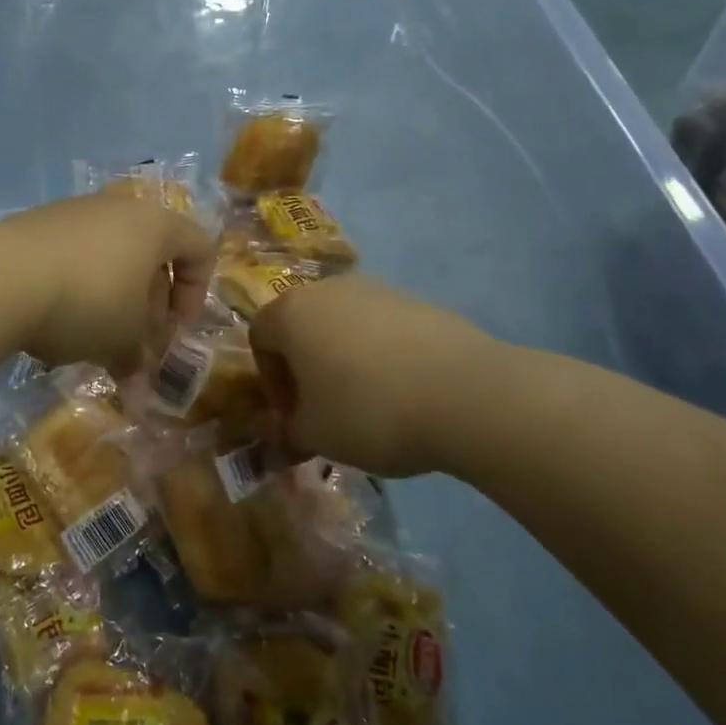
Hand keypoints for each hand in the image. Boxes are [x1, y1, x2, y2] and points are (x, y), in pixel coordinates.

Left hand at [0, 192, 215, 375]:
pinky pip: (74, 257)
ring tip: (94, 340)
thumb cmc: (87, 302)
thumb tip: (140, 394)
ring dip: (112, 302)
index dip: (196, 294)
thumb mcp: (122, 341)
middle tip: (135, 347)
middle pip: (151, 257)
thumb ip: (138, 362)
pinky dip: (77, 288)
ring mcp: (74, 212)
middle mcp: (118, 208)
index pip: (200, 248)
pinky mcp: (37, 224)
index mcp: (155, 226)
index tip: (173, 332)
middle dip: (149, 307)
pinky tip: (57, 322)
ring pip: (110, 259)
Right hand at [249, 274, 494, 476]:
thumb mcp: (315, 435)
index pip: (259, 338)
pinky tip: (404, 391)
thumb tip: (288, 430)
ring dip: (344, 360)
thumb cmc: (368, 411)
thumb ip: (288, 431)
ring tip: (369, 403)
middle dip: (306, 368)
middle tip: (325, 410)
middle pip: (302, 326)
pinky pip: (383, 328)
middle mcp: (329, 289)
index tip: (294, 415)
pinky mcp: (418, 301)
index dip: (271, 381)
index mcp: (292, 312)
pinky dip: (382, 355)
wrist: (466, 394)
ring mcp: (377, 290)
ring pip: (344, 325)